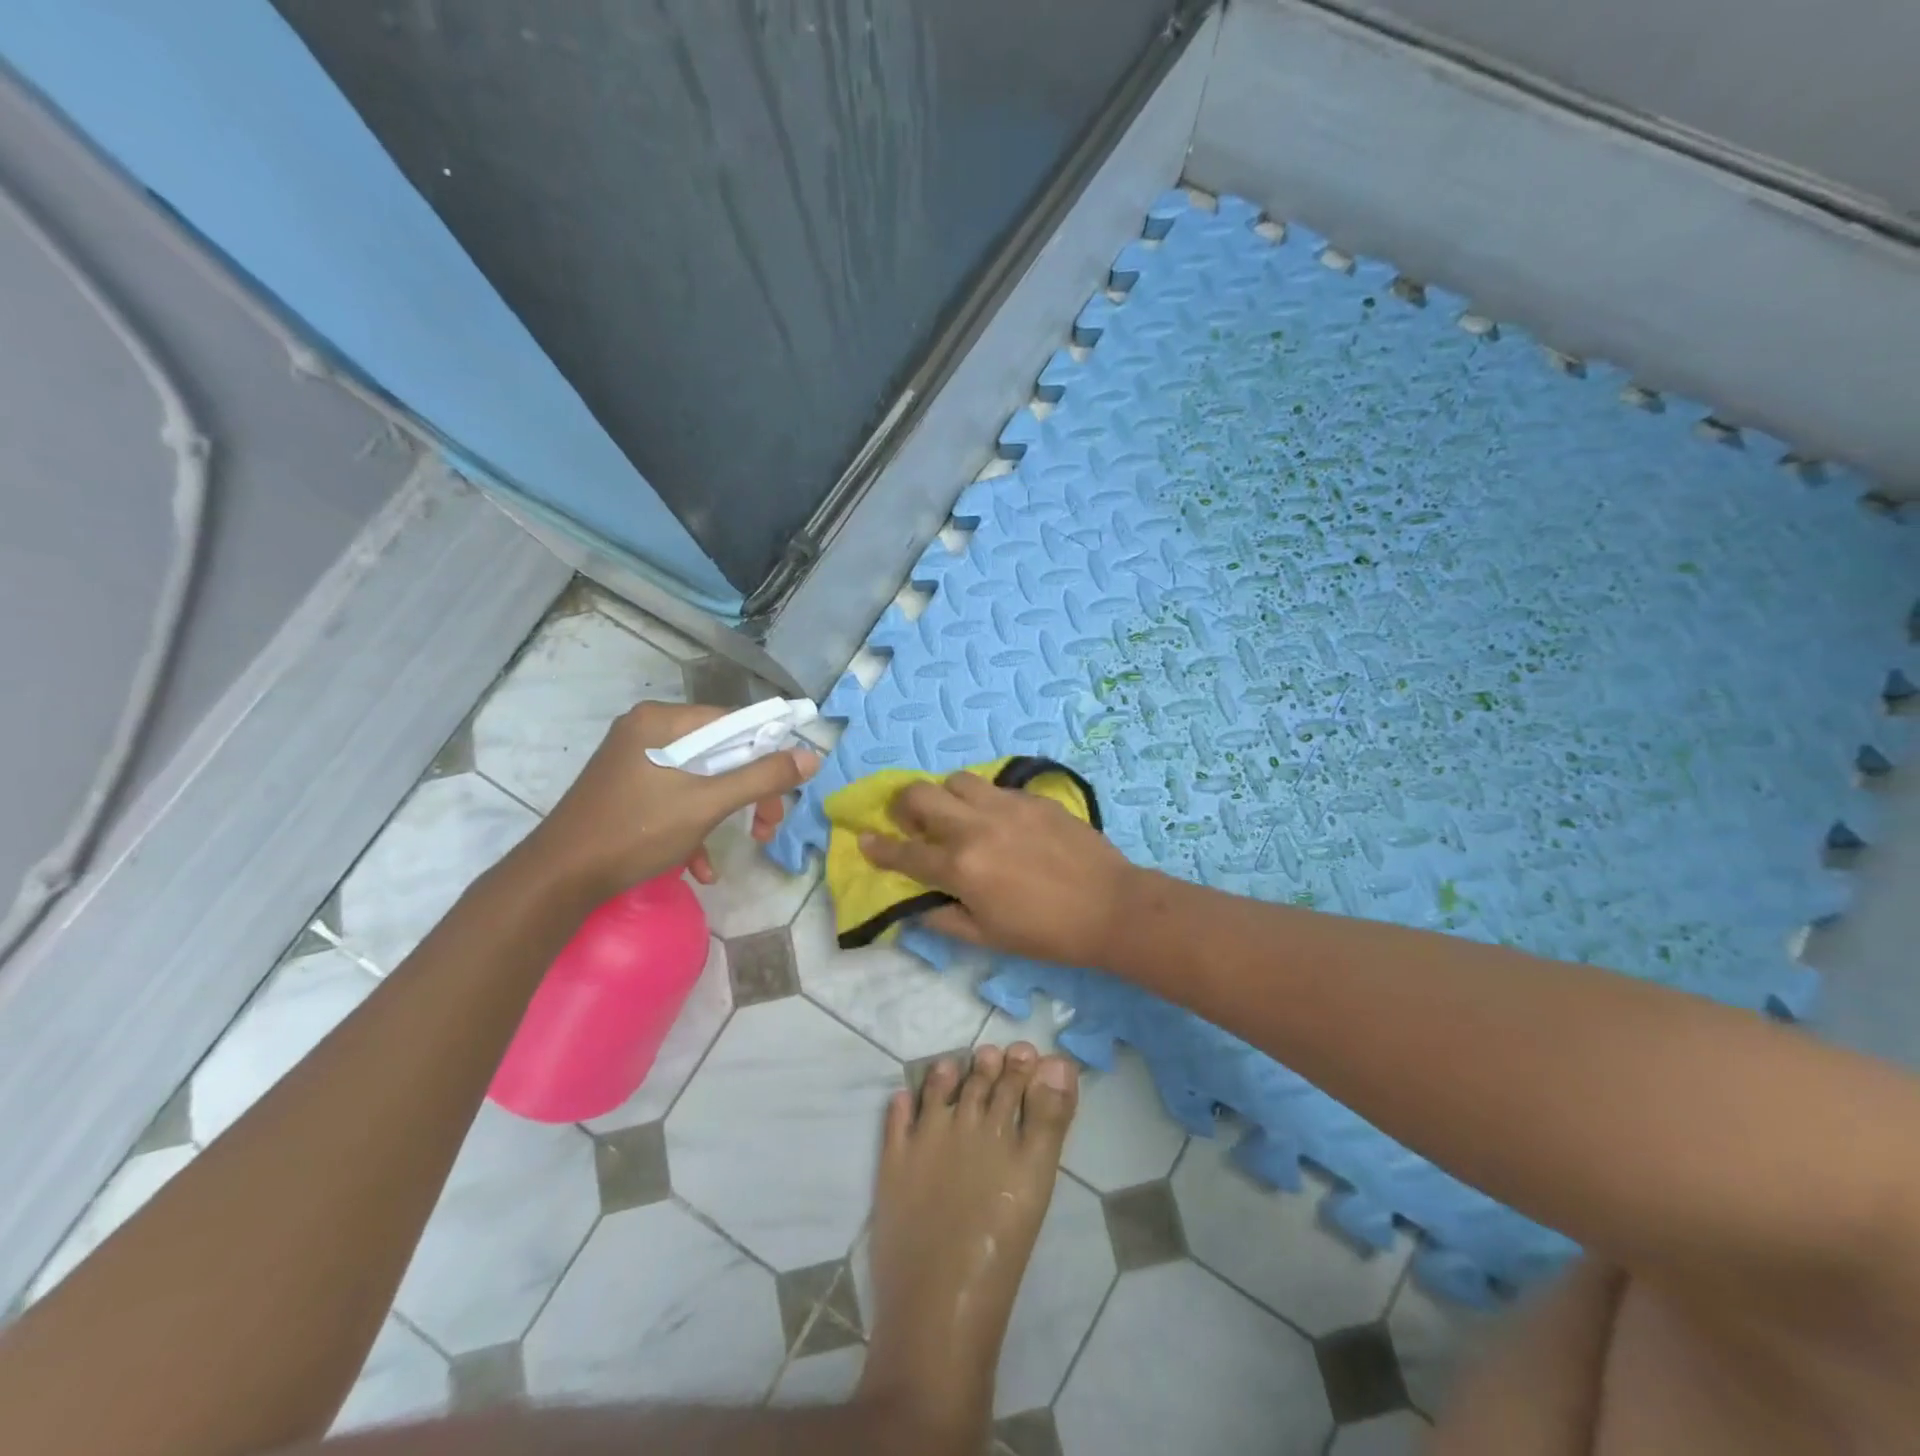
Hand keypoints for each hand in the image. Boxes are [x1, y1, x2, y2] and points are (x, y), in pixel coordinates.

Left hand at [526, 701, 817, 903]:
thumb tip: (810, 757)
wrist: (558, 879)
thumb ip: (761, 778)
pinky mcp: (626, 790)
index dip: (768, 750)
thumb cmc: (635, 831)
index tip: (788, 787)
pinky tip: (700, 867)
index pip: (733, 721)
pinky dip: (694, 826)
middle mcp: (647, 731)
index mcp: (662, 721)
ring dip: (727, 812)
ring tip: (747, 843)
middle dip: (749, 790)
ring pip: (701, 778)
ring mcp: (634, 762)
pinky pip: (675, 797)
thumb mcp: (707, 803)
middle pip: (719, 752)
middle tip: (767, 824)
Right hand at [860, 771, 1137, 966]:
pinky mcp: (1032, 798)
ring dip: (945, 796)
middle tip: (911, 820)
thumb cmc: (1046, 933)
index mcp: (960, 868)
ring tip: (956, 815)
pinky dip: (982, 798)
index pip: (905, 853)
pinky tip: (997, 818)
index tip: (864, 839)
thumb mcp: (988, 938)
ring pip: (957, 780)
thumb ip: (944, 919)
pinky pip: (994, 787)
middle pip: (920, 795)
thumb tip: (918, 904)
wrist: (1109, 906)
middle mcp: (975, 827)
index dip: (878, 848)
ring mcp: (1005, 806)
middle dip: (904, 805)